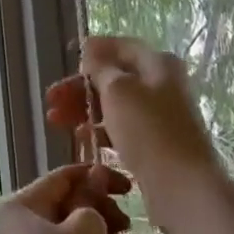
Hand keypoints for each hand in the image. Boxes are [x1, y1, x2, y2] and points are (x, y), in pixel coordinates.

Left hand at [0, 162, 133, 233]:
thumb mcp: (87, 227)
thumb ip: (92, 196)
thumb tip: (94, 177)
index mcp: (18, 205)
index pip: (63, 177)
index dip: (98, 176)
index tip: (128, 185)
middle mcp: (11, 226)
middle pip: (63, 204)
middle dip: (101, 209)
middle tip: (129, 222)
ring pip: (65, 231)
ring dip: (99, 232)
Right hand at [44, 36, 225, 227]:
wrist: (182, 185)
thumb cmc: (149, 131)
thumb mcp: (118, 90)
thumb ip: (101, 68)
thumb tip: (91, 49)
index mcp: (158, 64)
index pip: (121, 47)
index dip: (94, 51)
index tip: (68, 59)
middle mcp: (161, 85)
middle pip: (114, 78)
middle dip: (80, 87)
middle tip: (51, 100)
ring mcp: (159, 116)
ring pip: (114, 105)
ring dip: (84, 110)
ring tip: (54, 121)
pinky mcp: (154, 143)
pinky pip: (121, 129)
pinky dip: (99, 130)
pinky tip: (80, 139)